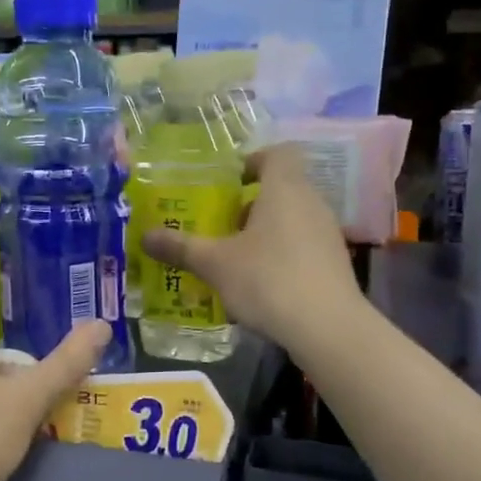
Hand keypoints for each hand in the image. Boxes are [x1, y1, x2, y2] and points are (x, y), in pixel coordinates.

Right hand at [143, 144, 361, 350]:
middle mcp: (311, 202)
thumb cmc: (267, 280)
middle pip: (282, 188)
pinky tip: (260, 285)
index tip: (229, 183)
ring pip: (292, 219)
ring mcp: (327, 233)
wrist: (326, 327)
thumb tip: (144, 236)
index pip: (277, 153)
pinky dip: (281, 255)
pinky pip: (302, 246)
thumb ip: (180, 247)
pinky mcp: (335, 263)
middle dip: (250, 204)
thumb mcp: (215, 264)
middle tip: (220, 225)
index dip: (253, 161)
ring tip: (235, 258)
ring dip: (264, 232)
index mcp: (284, 188)